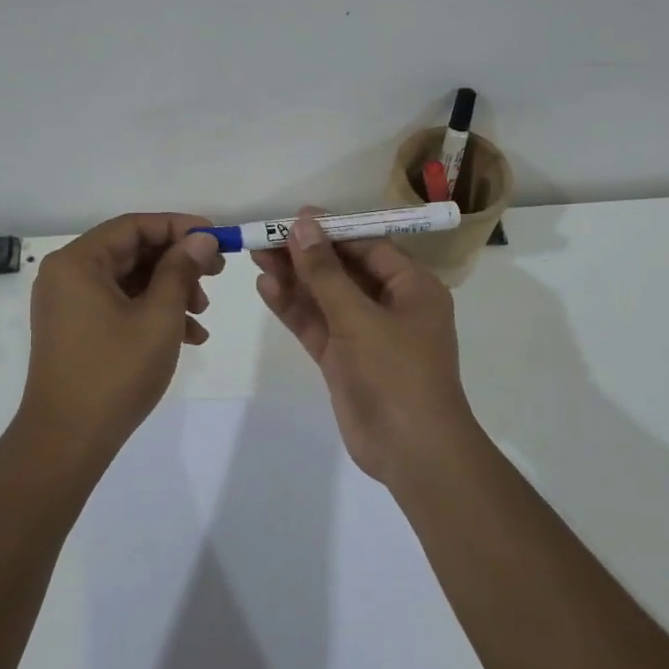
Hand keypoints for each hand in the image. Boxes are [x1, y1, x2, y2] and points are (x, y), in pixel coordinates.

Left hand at [20, 213, 225, 452]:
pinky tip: (189, 335)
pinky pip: (120, 305)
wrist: (68, 441)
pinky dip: (153, 313)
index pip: (134, 226)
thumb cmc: (115, 372)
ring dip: (171, 290)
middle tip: (217, 274)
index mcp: (78, 262)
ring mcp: (70, 304)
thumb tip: (201, 238)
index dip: (179, 227)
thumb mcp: (159, 316)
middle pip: (132, 251)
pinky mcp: (77, 329)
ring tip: (203, 314)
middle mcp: (68, 275)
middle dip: (178, 263)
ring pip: (130, 280)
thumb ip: (181, 270)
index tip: (216, 238)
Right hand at [252, 208, 476, 483]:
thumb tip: (302, 225)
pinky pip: (317, 326)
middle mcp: (391, 306)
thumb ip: (325, 273)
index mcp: (412, 288)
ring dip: (295, 279)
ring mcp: (365, 334)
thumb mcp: (359, 317)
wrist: (412, 451)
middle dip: (306, 255)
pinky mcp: (344, 360)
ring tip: (256, 256)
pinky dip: (294, 309)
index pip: (369, 247)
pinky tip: (266, 288)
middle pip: (343, 270)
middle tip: (264, 237)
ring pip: (326, 298)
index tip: (293, 217)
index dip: (331, 230)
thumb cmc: (397, 373)